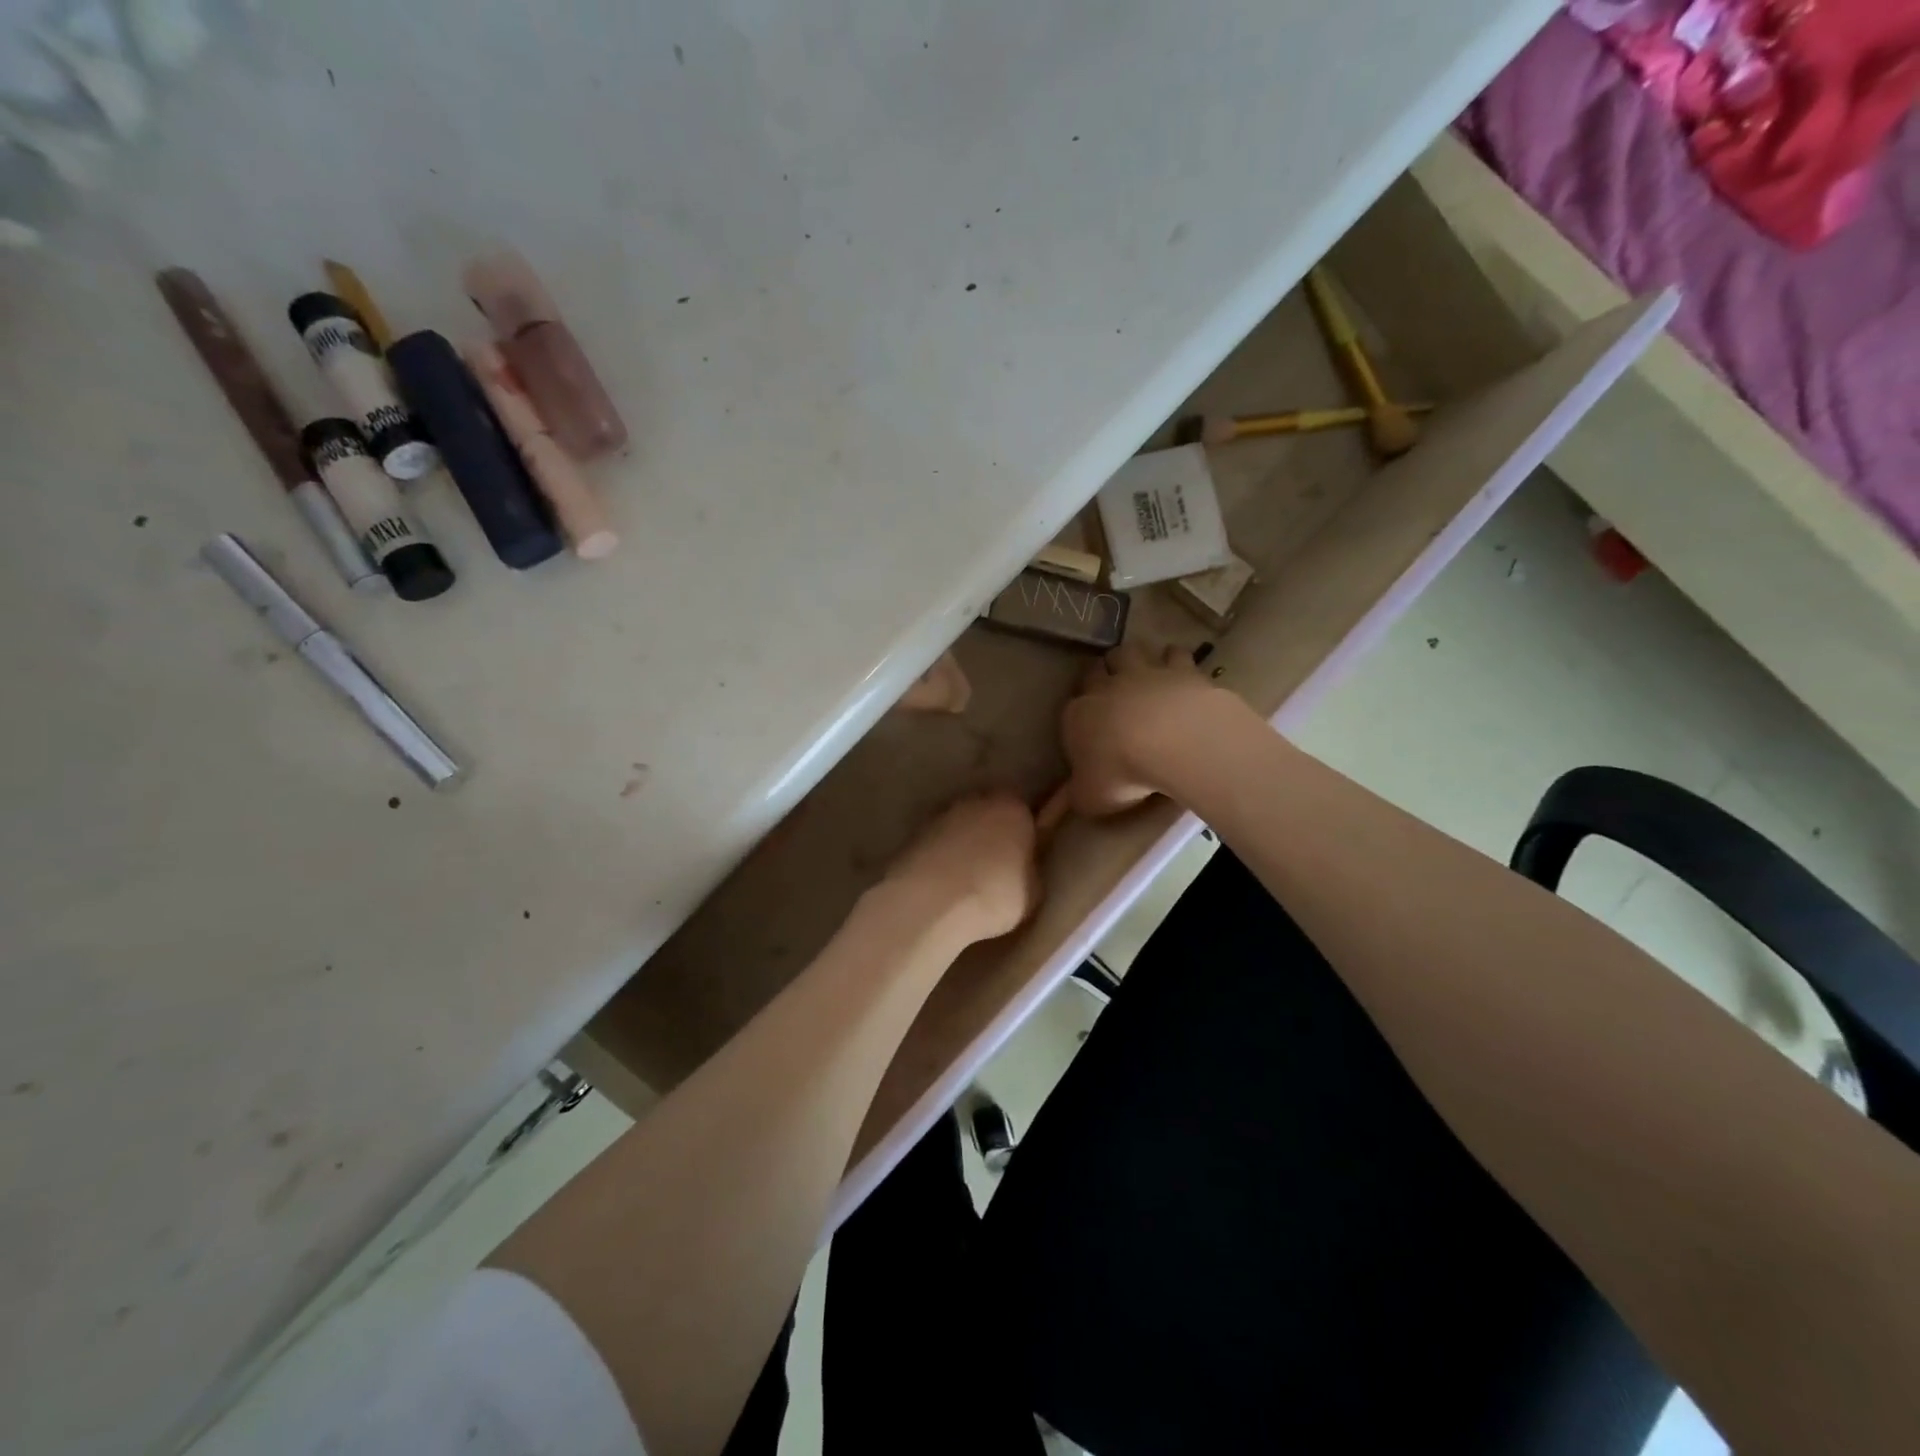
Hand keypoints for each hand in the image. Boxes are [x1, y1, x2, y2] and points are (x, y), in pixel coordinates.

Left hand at [883, 793, 1040, 943]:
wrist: (933, 902)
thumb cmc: (995, 896)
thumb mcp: (1033, 891)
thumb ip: (1030, 869)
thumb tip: (1023, 867)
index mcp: (1014, 809)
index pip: (1025, 814)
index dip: (1025, 836)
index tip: (1023, 858)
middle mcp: (979, 801)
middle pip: (991, 813)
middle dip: (994, 834)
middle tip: (997, 868)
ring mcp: (944, 814)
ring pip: (962, 826)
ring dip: (965, 844)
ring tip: (966, 878)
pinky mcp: (916, 832)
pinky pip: (938, 842)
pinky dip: (942, 856)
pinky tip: (943, 882)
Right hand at [1060, 642, 1241, 816]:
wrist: (1172, 742)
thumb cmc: (1121, 773)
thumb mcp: (1090, 798)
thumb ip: (1076, 796)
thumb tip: (1063, 805)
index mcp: (1078, 716)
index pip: (1072, 707)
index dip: (1080, 714)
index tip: (1088, 726)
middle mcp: (1106, 687)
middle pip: (1097, 669)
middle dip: (1103, 676)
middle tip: (1114, 692)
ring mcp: (1144, 673)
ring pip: (1130, 651)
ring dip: (1134, 659)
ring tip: (1144, 674)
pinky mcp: (1181, 669)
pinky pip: (1175, 654)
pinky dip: (1175, 659)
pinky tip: (1181, 672)